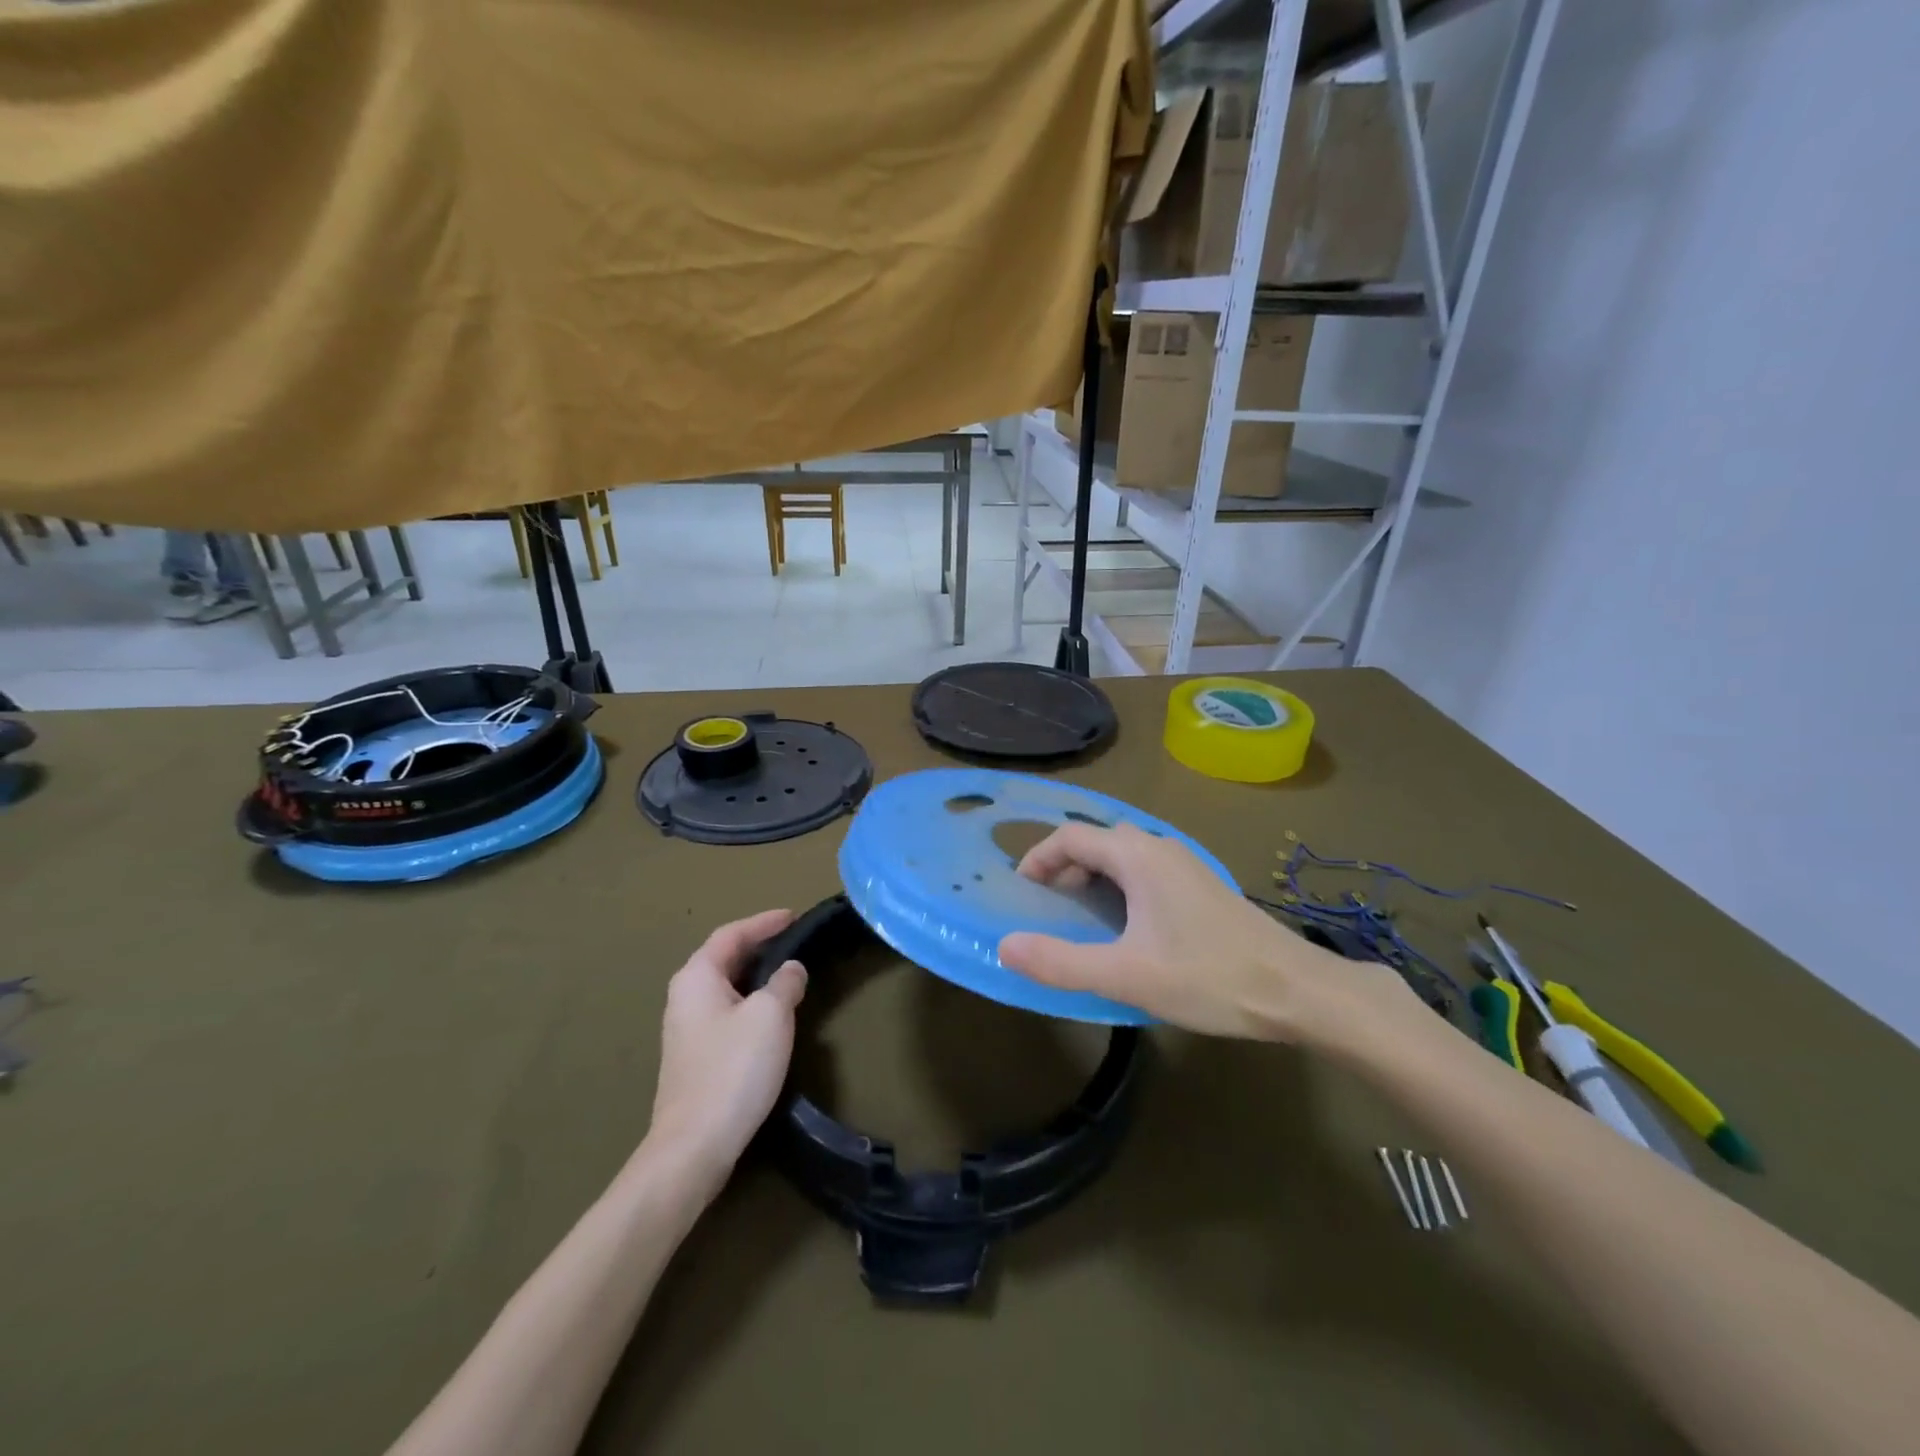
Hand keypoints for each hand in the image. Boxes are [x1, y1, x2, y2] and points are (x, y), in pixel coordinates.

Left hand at [642, 910, 807, 1197]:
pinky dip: (749, 1002)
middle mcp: (684, 996)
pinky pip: (725, 1012)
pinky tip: (770, 1016)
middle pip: (724, 958)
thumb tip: (791, 970)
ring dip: (755, 976)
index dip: (763, 922)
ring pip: (725, 988)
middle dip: (758, 946)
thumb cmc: (733, 1068)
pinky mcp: (694, 1057)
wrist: (694, 1145)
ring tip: (788, 974)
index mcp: (697, 977)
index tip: (793, 916)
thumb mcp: (771, 1015)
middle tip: (794, 941)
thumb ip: (785, 982)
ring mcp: (685, 1030)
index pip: (732, 934)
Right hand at [997, 824, 1420, 1047]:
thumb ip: (1061, 961)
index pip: (1071, 836)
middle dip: (1063, 868)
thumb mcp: (1126, 976)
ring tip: (1079, 918)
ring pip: (1122, 856)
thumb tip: (1005, 946)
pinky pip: (1144, 871)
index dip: (1038, 858)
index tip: (1020, 892)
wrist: (1298, 991)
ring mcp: (1185, 865)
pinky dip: (1118, 887)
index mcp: (1138, 857)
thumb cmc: (1209, 977)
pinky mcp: (1200, 885)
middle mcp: (1159, 848)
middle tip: (1046, 908)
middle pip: (1096, 841)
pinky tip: (1125, 927)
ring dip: (1091, 877)